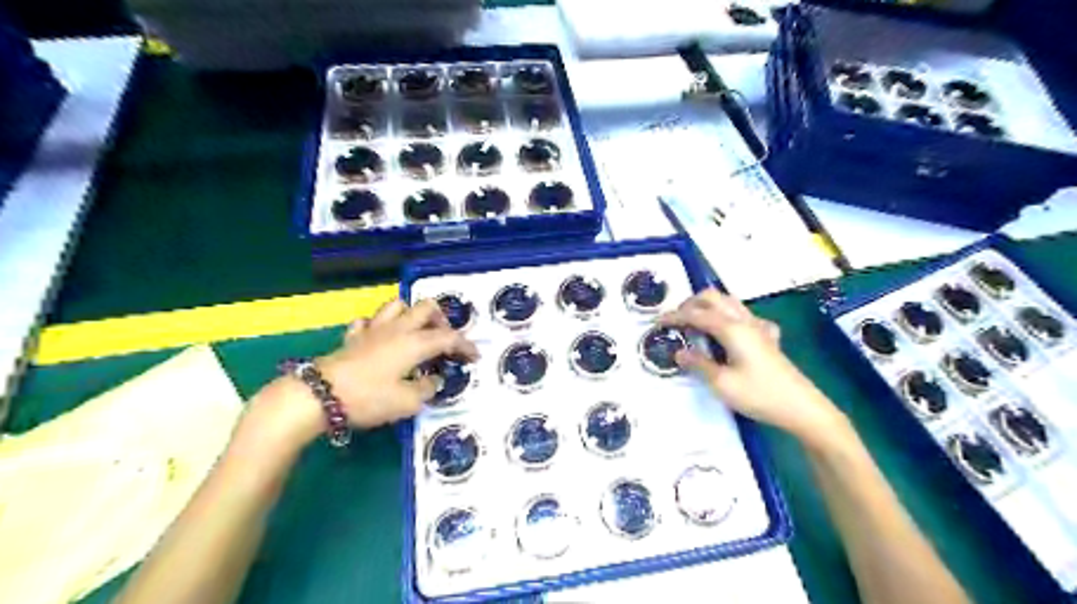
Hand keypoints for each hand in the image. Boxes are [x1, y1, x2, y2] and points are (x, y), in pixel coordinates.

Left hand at [246, 299, 475, 449]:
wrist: (319, 395)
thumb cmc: (369, 398)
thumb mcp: (407, 402)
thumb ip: (427, 389)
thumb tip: (434, 381)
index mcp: (415, 343)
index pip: (449, 337)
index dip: (466, 346)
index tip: (475, 357)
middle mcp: (398, 329)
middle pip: (426, 307)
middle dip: (441, 320)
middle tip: (444, 340)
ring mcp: (374, 329)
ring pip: (398, 305)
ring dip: (411, 315)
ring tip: (416, 333)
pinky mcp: (353, 336)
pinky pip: (370, 321)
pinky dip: (381, 326)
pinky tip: (381, 340)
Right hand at [657, 288, 850, 448]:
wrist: (802, 408)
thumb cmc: (759, 395)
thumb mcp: (721, 383)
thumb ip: (698, 364)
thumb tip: (678, 352)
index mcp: (731, 329)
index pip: (696, 314)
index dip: (674, 316)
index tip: (656, 322)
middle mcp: (744, 321)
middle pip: (714, 297)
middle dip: (690, 303)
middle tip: (675, 320)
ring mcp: (758, 327)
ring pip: (729, 302)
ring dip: (709, 306)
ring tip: (695, 323)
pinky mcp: (768, 338)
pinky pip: (745, 316)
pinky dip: (729, 317)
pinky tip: (730, 333)